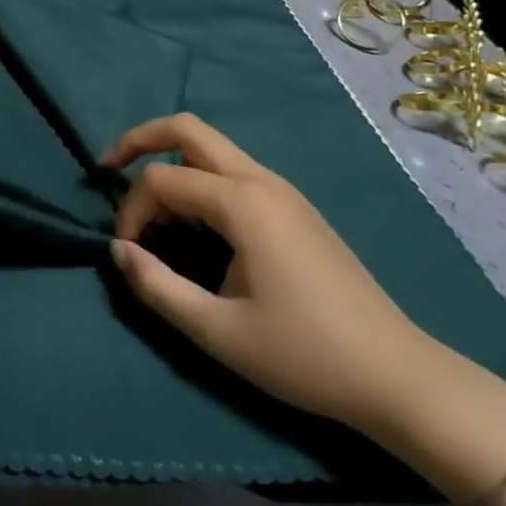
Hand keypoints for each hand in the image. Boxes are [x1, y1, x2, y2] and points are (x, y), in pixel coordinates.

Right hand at [105, 113, 442, 437]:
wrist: (397, 376)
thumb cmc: (305, 355)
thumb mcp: (219, 333)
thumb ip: (158, 288)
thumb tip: (118, 252)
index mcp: (243, 202)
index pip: (162, 181)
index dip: (130, 211)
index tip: (127, 255)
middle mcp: (261, 179)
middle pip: (188, 129)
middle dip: (141, 139)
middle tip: (108, 167)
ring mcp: (282, 190)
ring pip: (212, 148)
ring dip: (171, 162)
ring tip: (149, 207)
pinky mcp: (294, 207)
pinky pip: (233, 170)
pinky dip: (199, 179)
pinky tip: (193, 220)